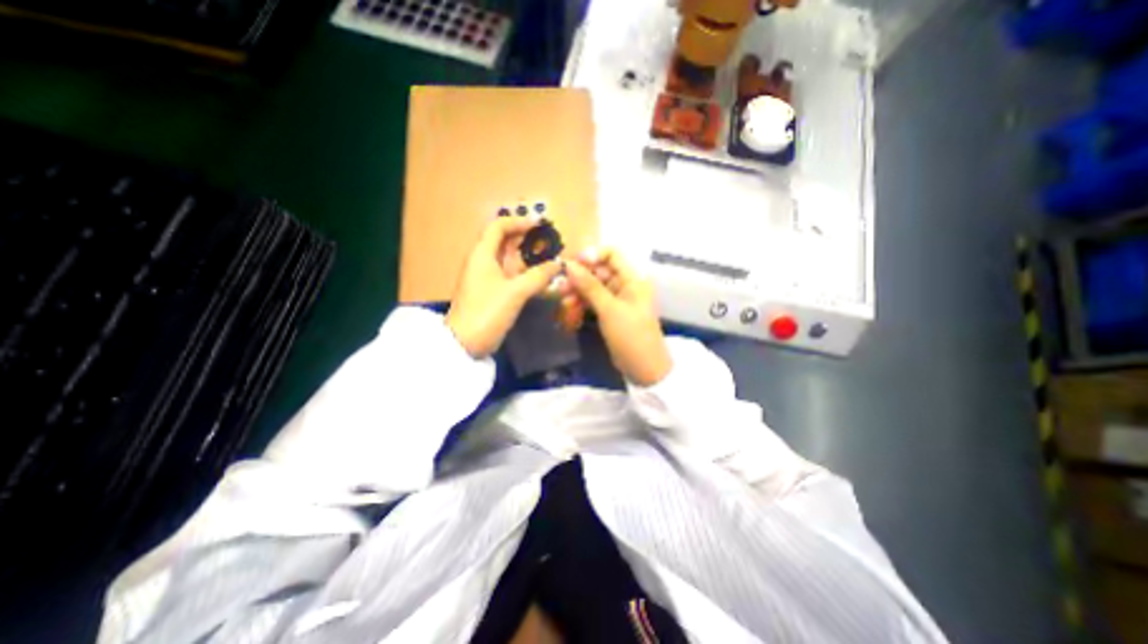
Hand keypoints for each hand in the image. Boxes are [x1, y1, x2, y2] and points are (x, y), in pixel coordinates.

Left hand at [444, 217, 559, 355]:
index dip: (519, 221)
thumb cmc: (487, 312)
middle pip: (504, 241)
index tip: (540, 224)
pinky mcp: (491, 291)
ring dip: (527, 256)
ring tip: (550, 257)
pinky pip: (509, 274)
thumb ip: (538, 276)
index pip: (498, 226)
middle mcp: (482, 261)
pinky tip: (540, 277)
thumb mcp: (515, 293)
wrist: (464, 344)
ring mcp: (486, 277)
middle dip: (526, 238)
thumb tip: (558, 264)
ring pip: (508, 259)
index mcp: (482, 254)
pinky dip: (524, 272)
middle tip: (550, 241)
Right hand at [559, 247, 669, 387]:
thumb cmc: (631, 336)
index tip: (572, 264)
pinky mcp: (609, 313)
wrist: (644, 369)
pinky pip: (593, 301)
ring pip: (593, 287)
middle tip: (561, 286)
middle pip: (599, 271)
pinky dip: (581, 303)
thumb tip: (569, 265)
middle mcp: (625, 285)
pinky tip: (569, 309)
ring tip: (563, 300)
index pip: (612, 254)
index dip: (592, 255)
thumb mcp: (609, 310)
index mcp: (632, 278)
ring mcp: (616, 300)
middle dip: (579, 276)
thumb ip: (589, 286)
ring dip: (577, 291)